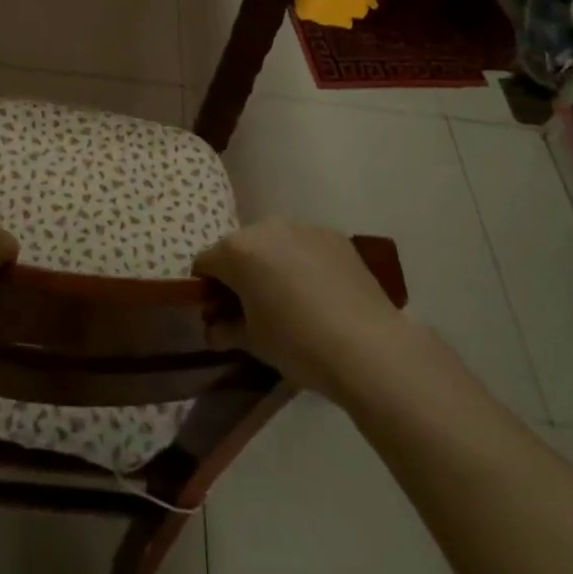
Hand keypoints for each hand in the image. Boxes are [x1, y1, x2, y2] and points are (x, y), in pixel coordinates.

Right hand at [193, 220, 408, 399]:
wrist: (367, 346)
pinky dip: (304, 263)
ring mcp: (302, 227)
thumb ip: (225, 330)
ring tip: (292, 301)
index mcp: (237, 250)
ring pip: (275, 243)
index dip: (207, 289)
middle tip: (255, 309)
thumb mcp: (253, 343)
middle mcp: (265, 227)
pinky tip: (321, 295)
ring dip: (273, 265)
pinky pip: (306, 246)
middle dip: (241, 273)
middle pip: (240, 248)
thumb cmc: (297, 343)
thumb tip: (213, 329)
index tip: (219, 314)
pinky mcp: (334, 235)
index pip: (205, 263)